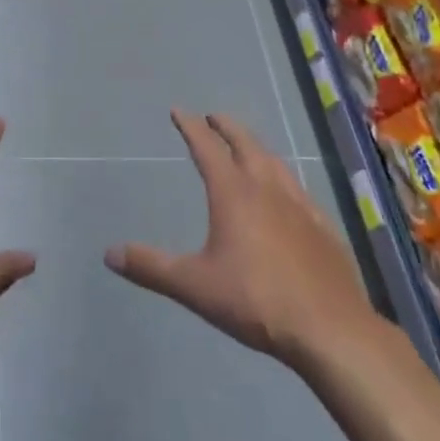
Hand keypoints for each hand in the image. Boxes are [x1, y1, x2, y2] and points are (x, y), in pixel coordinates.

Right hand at [106, 111, 374, 368]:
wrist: (330, 329)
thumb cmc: (256, 301)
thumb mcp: (194, 285)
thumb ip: (151, 267)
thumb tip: (109, 253)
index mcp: (233, 194)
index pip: (207, 149)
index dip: (191, 127)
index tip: (179, 111)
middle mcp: (267, 189)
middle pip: (245, 145)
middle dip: (227, 127)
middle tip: (214, 117)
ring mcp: (300, 206)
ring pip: (274, 162)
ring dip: (256, 147)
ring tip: (248, 146)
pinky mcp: (323, 227)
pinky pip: (298, 189)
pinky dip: (283, 177)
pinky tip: (288, 192)